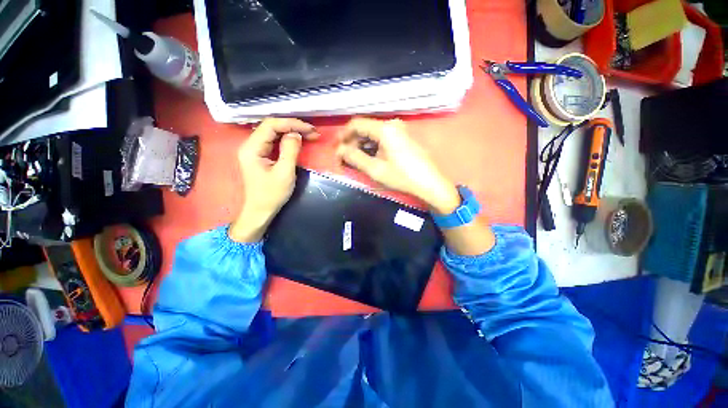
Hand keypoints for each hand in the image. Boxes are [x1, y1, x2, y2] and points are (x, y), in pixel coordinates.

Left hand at [230, 118, 318, 241]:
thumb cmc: (272, 194)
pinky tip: (299, 140)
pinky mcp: (260, 155)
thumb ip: (290, 150)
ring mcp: (255, 150)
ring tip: (309, 135)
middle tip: (313, 132)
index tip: (310, 129)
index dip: (291, 124)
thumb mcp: (284, 173)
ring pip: (274, 133)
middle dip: (293, 127)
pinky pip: (274, 141)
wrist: (260, 210)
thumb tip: (296, 134)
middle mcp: (250, 145)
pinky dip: (288, 139)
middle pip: (272, 127)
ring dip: (292, 132)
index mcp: (252, 148)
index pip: (271, 125)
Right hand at [336, 118, 460, 213]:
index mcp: (385, 129)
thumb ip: (354, 158)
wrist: (430, 184)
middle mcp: (392, 125)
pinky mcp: (404, 138)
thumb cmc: (402, 177)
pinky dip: (372, 147)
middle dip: (352, 143)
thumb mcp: (375, 169)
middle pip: (365, 129)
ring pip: (373, 134)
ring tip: (354, 161)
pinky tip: (369, 158)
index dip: (343, 135)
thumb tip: (340, 150)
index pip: (356, 124)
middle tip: (344, 159)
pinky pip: (383, 139)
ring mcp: (400, 131)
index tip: (335, 148)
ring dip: (361, 146)